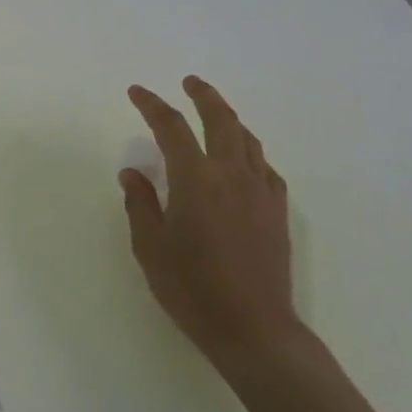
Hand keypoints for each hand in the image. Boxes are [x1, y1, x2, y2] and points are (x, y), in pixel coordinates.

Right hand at [119, 76, 298, 371]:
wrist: (254, 329)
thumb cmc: (192, 288)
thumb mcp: (150, 246)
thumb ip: (141, 203)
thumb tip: (133, 173)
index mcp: (196, 179)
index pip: (171, 127)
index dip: (152, 105)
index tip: (137, 92)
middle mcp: (232, 175)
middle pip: (221, 120)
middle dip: (204, 96)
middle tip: (189, 82)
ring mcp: (261, 193)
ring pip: (248, 140)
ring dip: (229, 119)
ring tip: (214, 115)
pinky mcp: (278, 213)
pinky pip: (265, 167)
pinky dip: (249, 152)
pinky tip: (243, 161)